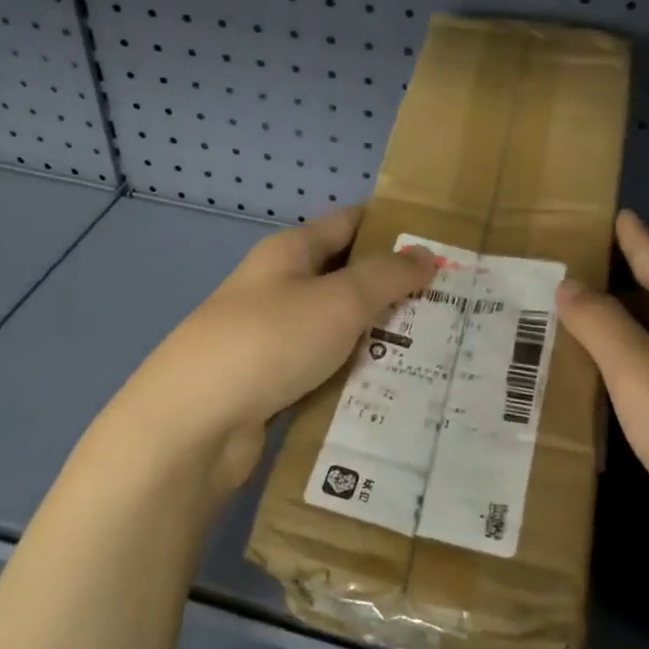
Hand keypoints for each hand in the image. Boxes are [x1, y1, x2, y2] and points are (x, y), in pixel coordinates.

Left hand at [118, 206, 437, 497]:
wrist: (195, 424)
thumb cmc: (270, 341)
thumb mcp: (339, 300)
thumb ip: (387, 276)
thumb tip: (426, 253)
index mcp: (289, 252)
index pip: (348, 223)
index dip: (392, 228)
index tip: (441, 243)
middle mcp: (278, 289)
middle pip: (345, 279)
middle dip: (395, 290)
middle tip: (453, 304)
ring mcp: (272, 339)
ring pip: (338, 330)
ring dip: (379, 339)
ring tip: (440, 350)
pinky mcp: (272, 385)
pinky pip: (325, 372)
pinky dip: (355, 376)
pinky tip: (395, 391)